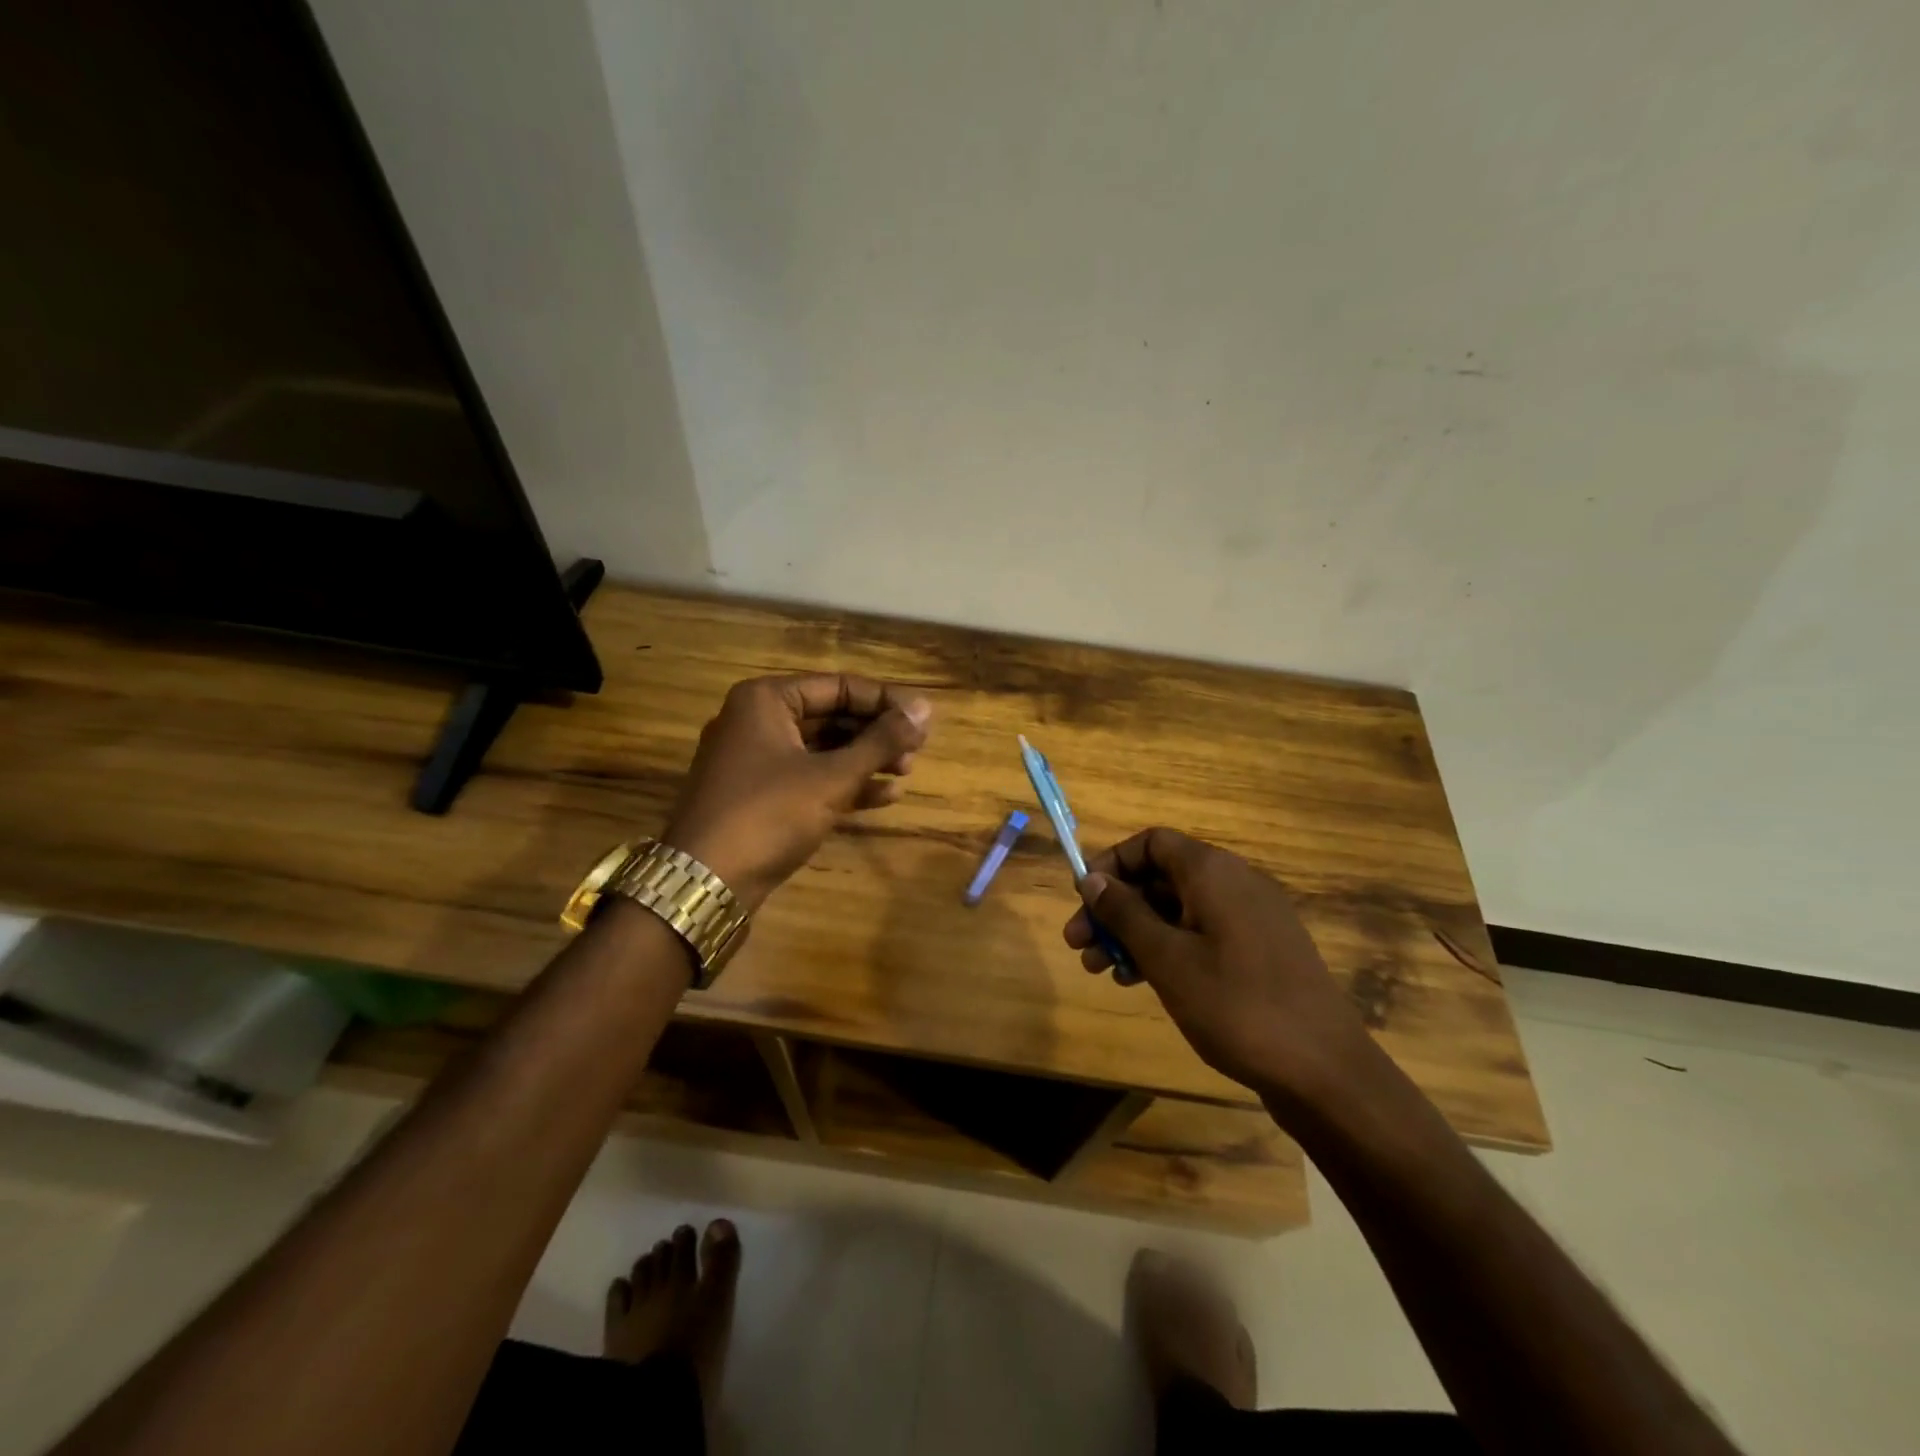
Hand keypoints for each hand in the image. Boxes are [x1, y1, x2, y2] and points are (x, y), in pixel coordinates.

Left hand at [663, 674, 932, 911]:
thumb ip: (880, 741)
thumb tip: (925, 709)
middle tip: (917, 750)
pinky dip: (845, 784)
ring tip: (907, 772)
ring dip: (866, 760)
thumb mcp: (831, 776)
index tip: (924, 719)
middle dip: (876, 734)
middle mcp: (757, 721)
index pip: (839, 686)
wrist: (705, 883)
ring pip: (823, 749)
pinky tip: (884, 797)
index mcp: (766, 700)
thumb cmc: (769, 814)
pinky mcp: (760, 795)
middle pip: (832, 716)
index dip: (886, 701)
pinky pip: (810, 777)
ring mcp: (756, 760)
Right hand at [1063, 828, 1386, 1111]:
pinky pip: (1201, 934)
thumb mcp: (1167, 959)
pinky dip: (1167, 949)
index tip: (1083, 899)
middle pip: (1161, 878)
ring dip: (1136, 933)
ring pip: (1178, 910)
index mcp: (1213, 873)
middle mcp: (1235, 883)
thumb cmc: (1237, 1006)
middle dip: (1115, 908)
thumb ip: (1125, 914)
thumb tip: (1092, 880)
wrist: (1325, 1072)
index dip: (1111, 864)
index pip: (1151, 843)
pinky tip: (1141, 981)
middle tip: (1079, 946)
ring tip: (1103, 971)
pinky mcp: (1260, 951)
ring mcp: (1251, 918)